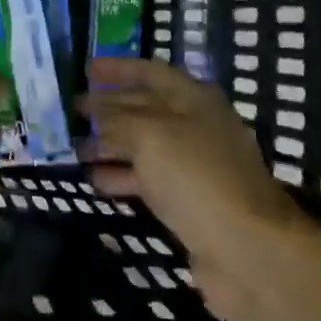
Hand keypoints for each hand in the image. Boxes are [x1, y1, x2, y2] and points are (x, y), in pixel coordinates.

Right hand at [80, 57, 304, 320]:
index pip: (150, 72)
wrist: (247, 251)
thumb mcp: (150, 136)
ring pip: (145, 146)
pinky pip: (149, 180)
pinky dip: (122, 177)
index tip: (86, 70)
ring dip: (110, 145)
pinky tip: (95, 181)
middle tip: (73, 111)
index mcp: (194, 99)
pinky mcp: (190, 202)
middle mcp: (196, 126)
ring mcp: (195, 166)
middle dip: (109, 108)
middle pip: (145, 108)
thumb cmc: (197, 177)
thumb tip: (98, 115)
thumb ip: (118, 120)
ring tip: (76, 149)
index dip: (118, 69)